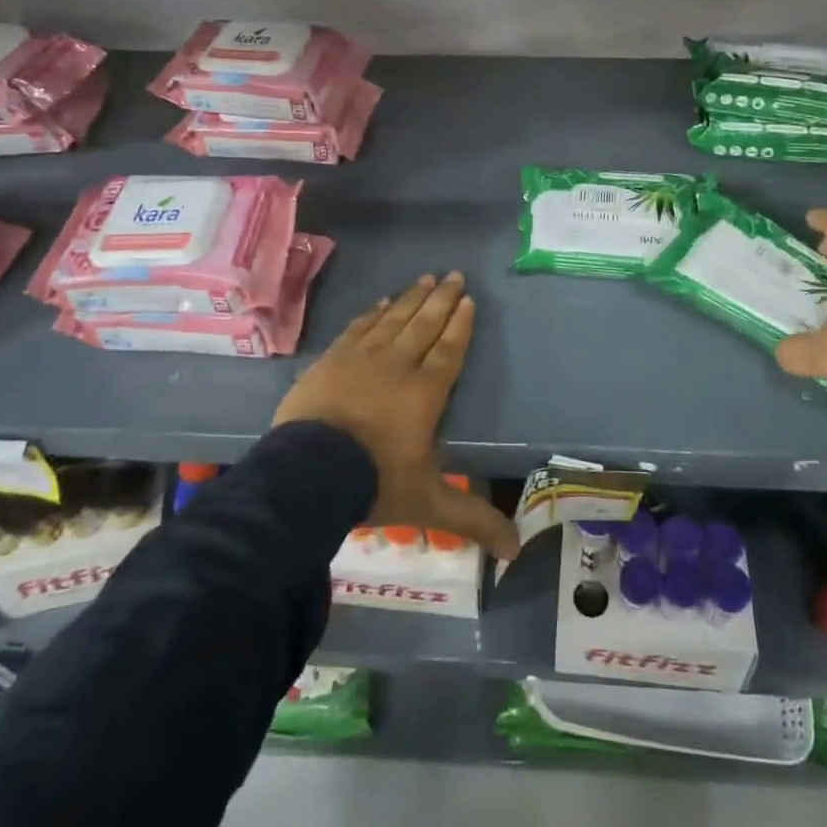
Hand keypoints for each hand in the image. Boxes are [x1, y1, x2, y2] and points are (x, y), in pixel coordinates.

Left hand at [273, 272, 518, 559]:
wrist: (309, 473)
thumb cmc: (375, 483)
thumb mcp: (429, 503)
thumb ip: (473, 519)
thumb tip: (516, 551)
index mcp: (425, 393)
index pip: (449, 350)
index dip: (460, 325)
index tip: (468, 300)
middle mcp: (398, 366)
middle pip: (424, 324)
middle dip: (441, 299)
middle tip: (454, 274)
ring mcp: (362, 358)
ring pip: (394, 319)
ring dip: (411, 298)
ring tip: (425, 277)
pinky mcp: (332, 360)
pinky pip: (358, 327)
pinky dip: (373, 313)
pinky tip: (381, 302)